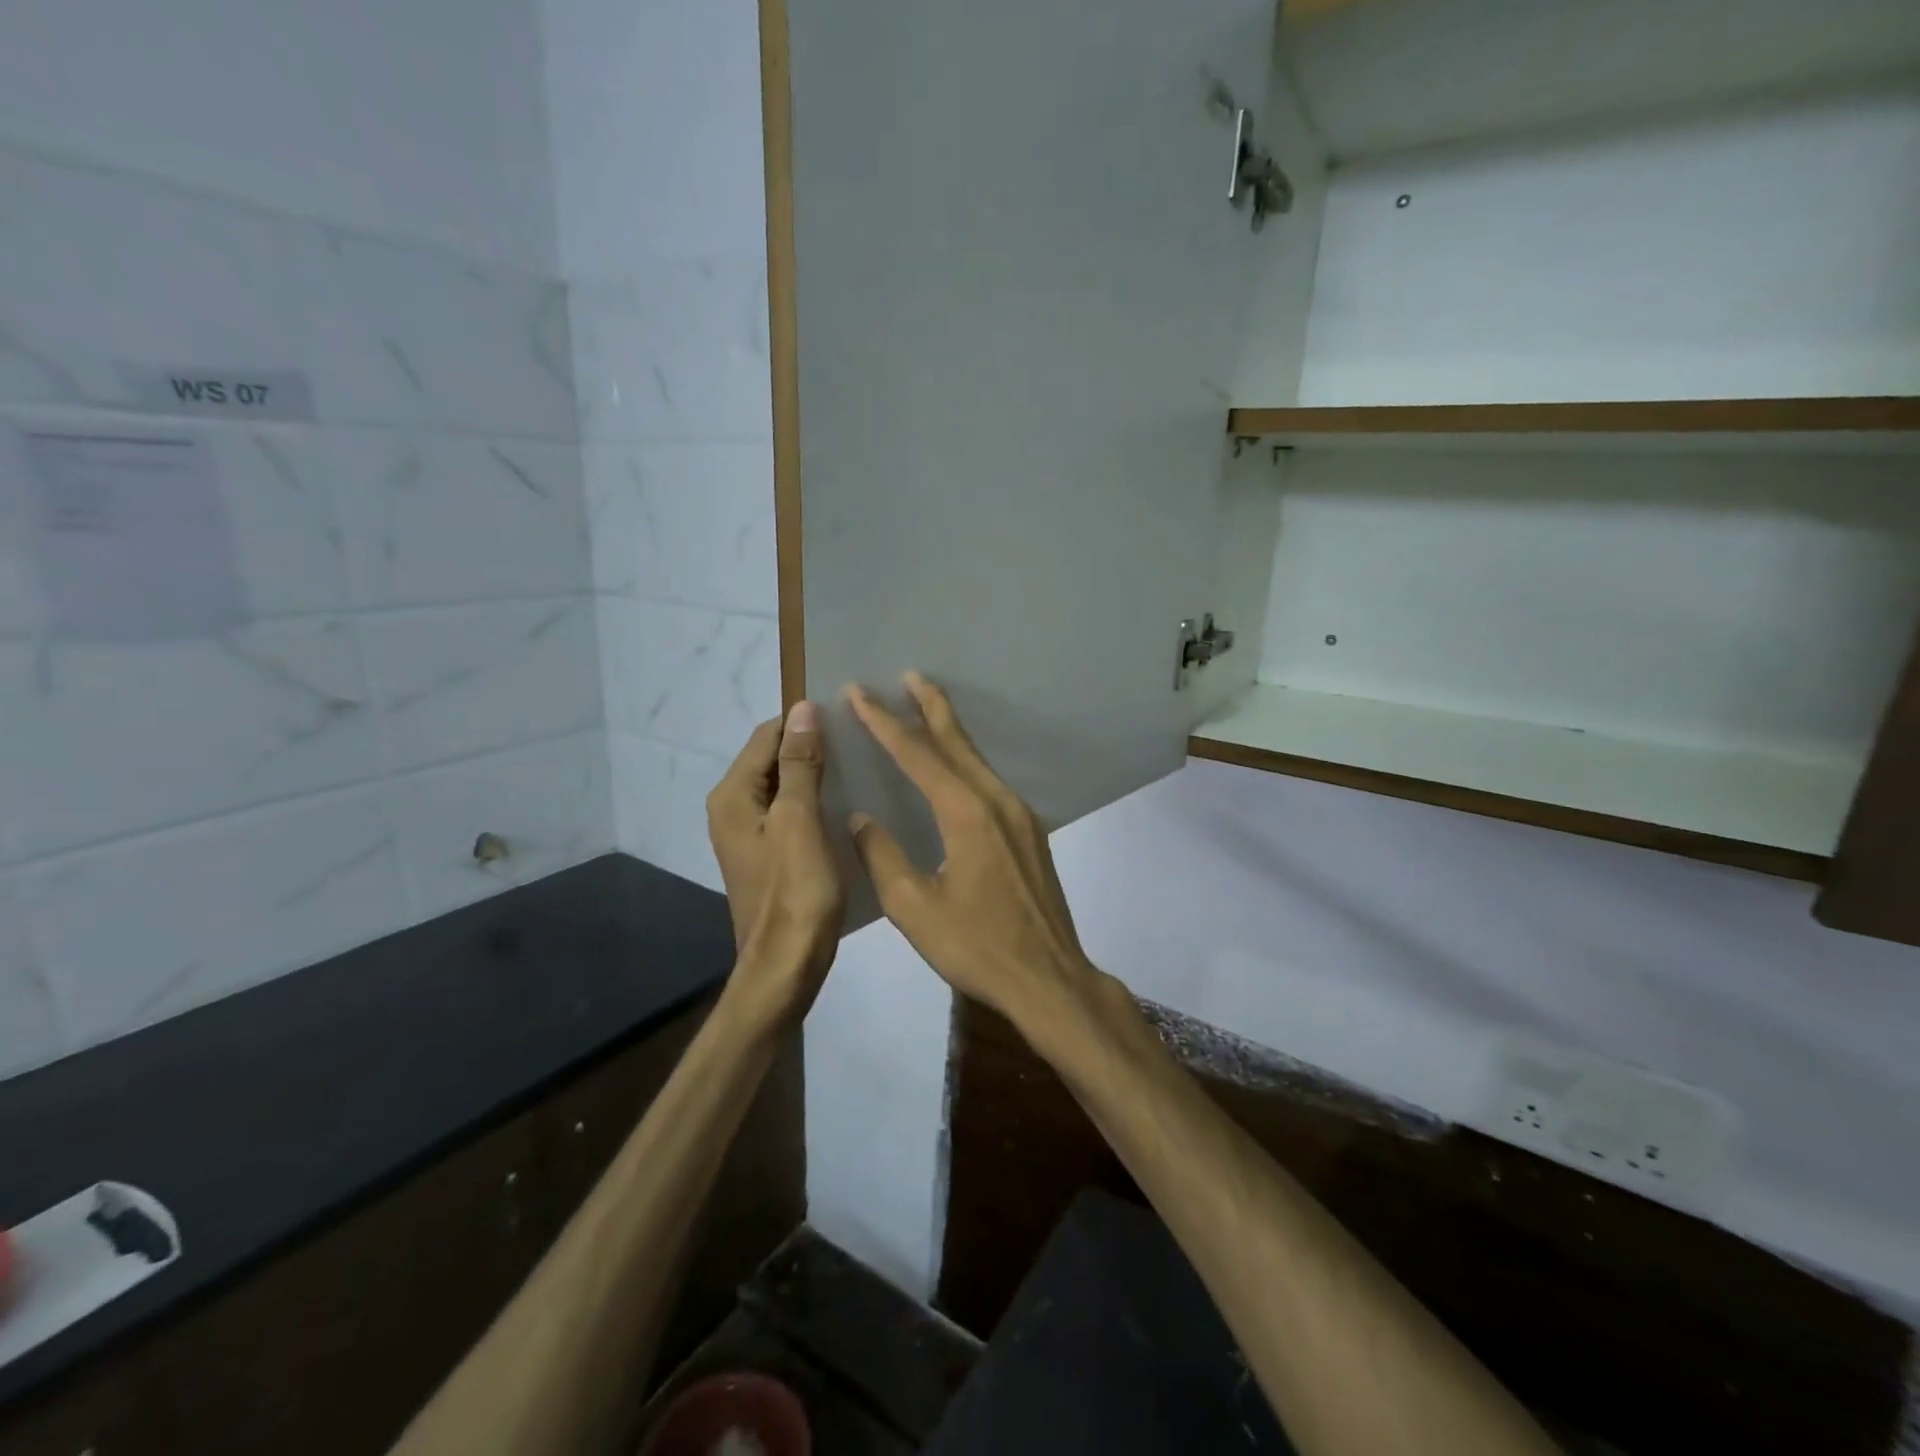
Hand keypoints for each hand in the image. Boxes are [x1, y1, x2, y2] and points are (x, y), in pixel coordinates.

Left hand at [707, 702, 845, 1023]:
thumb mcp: (801, 821)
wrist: (787, 966)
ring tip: (861, 767)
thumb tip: (803, 709)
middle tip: (861, 742)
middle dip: (812, 747)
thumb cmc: (796, 892)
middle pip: (773, 759)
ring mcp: (749, 834)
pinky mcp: (768, 854)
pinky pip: (791, 813)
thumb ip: (800, 764)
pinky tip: (847, 805)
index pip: (767, 735)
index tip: (849, 719)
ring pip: (785, 787)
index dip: (804, 723)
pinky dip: (815, 802)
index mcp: (733, 796)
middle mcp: (732, 809)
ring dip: (817, 775)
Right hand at [844, 673, 1103, 1032]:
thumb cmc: (977, 947)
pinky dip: (966, 761)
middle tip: (908, 675)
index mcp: (966, 813)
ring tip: (925, 708)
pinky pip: (990, 781)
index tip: (860, 692)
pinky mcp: (1029, 832)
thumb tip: (860, 819)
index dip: (884, 722)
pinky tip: (956, 767)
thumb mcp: (915, 908)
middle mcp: (997, 801)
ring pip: (977, 759)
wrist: (1049, 978)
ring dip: (949, 731)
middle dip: (930, 705)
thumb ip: (883, 857)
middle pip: (957, 741)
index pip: (917, 754)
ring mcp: (1020, 815)